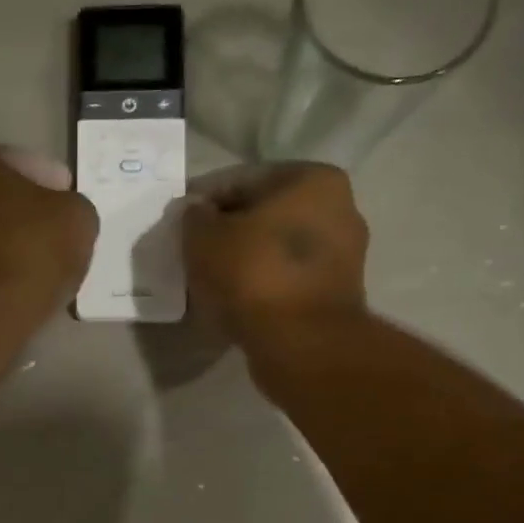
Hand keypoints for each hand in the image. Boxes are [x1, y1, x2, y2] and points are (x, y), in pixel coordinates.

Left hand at [0, 145, 97, 303]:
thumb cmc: (29, 249)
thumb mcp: (77, 217)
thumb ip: (73, 208)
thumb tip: (65, 217)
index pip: (22, 164)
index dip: (54, 184)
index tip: (70, 205)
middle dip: (27, 215)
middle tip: (60, 236)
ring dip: (12, 247)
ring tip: (45, 267)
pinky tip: (22, 287)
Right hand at [183, 162, 368, 344]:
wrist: (301, 343)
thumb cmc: (253, 275)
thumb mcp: (204, 237)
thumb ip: (195, 217)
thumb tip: (198, 214)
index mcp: (312, 179)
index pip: (242, 180)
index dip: (204, 200)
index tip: (179, 221)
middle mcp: (338, 207)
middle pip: (264, 213)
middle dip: (229, 230)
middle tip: (194, 251)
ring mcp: (343, 254)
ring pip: (276, 248)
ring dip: (245, 259)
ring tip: (211, 279)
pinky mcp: (336, 293)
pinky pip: (287, 278)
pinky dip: (262, 284)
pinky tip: (235, 299)